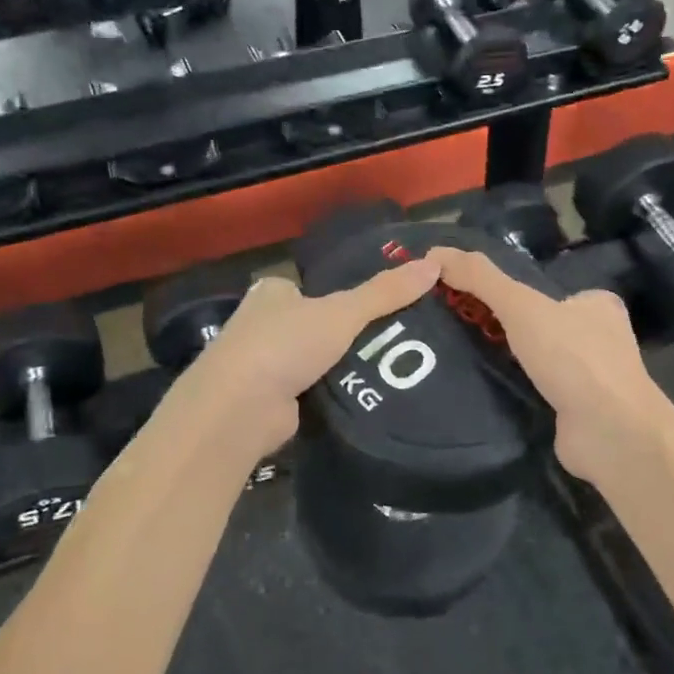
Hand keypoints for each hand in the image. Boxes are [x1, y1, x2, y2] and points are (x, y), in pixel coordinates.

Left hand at [168, 258, 444, 456]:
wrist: (240, 409)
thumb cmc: (284, 344)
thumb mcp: (342, 312)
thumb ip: (385, 292)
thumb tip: (434, 264)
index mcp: (272, 293)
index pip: (314, 287)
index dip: (345, 295)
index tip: (384, 306)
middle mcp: (263, 324)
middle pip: (317, 324)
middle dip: (348, 334)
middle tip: (399, 340)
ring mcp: (263, 364)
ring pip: (315, 359)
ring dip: (342, 366)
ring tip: (394, 368)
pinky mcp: (270, 400)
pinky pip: (312, 390)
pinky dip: (333, 393)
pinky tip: (367, 396)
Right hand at [433, 248, 673, 486]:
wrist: (611, 433)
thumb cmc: (573, 358)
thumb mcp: (521, 306)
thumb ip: (480, 278)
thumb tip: (435, 253)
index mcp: (597, 305)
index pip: (548, 290)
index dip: (511, 294)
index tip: (473, 301)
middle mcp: (601, 339)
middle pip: (542, 326)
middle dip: (508, 330)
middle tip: (464, 331)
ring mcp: (593, 380)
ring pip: (541, 362)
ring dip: (511, 364)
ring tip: (466, 361)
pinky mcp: (581, 413)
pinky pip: (540, 393)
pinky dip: (518, 393)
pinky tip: (489, 393)